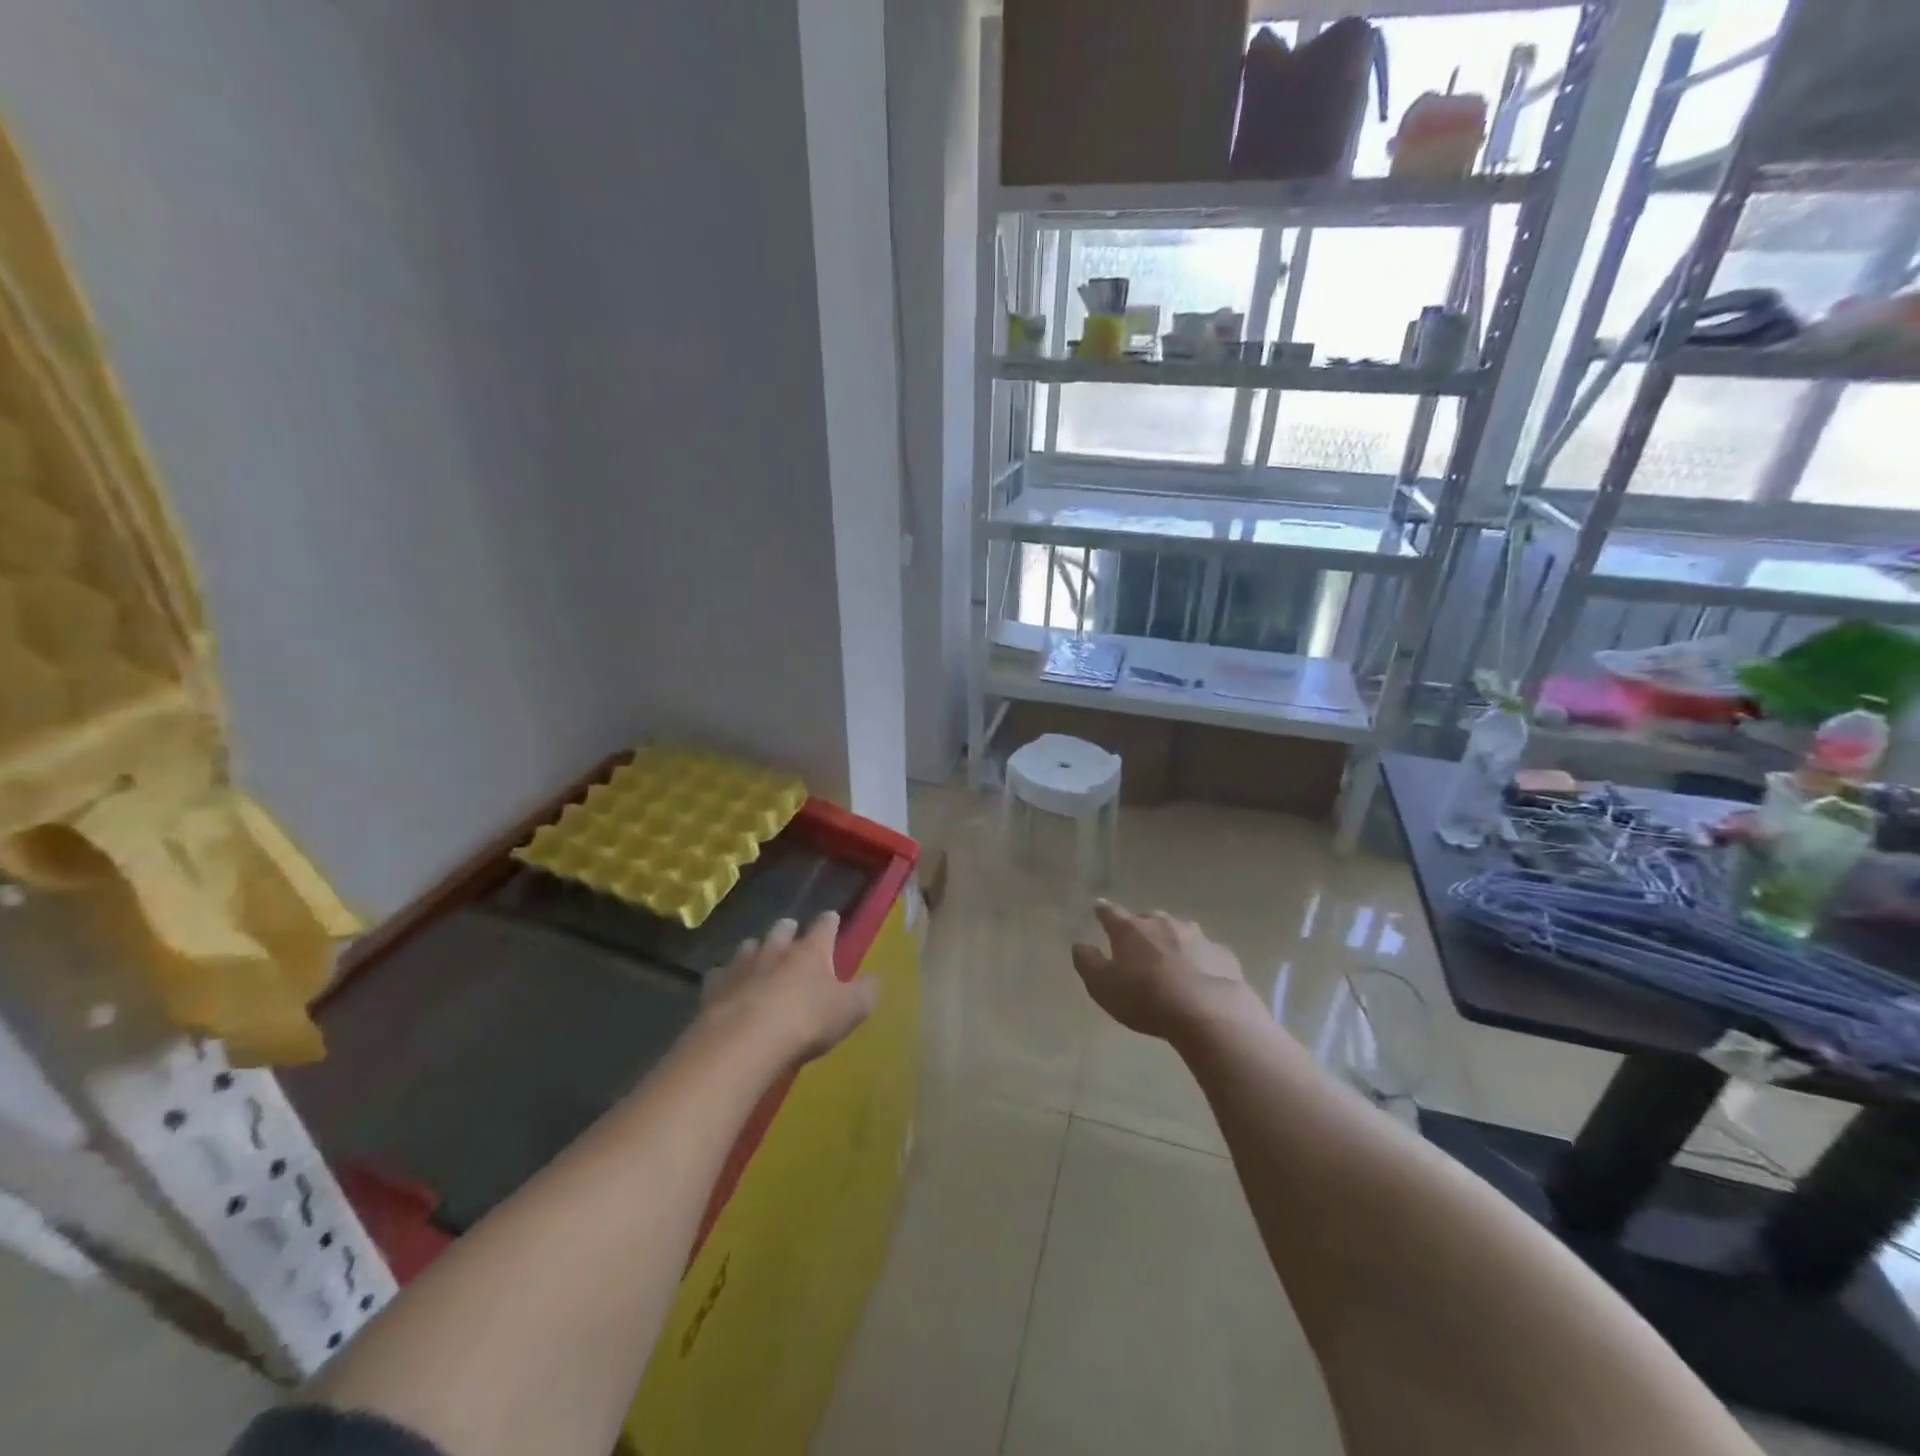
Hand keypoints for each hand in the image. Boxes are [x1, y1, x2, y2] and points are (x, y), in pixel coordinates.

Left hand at [703, 913, 877, 1063]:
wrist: (745, 1041)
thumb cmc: (806, 1021)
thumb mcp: (851, 1010)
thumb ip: (866, 992)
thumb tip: (874, 979)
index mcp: (812, 950)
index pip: (825, 926)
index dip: (830, 922)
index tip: (832, 918)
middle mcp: (776, 948)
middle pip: (782, 929)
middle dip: (788, 929)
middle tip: (791, 931)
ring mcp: (742, 965)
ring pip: (749, 947)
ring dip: (756, 950)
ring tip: (758, 956)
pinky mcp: (715, 987)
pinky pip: (720, 974)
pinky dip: (726, 977)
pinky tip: (727, 986)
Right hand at [1071, 900, 1260, 1041]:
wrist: (1207, 1011)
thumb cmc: (1145, 997)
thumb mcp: (1103, 986)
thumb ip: (1087, 963)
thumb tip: (1079, 945)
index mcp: (1130, 930)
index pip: (1110, 913)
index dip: (1103, 911)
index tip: (1099, 908)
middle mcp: (1162, 923)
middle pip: (1148, 919)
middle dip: (1142, 929)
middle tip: (1138, 946)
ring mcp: (1196, 936)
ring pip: (1179, 932)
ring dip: (1172, 942)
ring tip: (1171, 962)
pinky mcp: (1222, 953)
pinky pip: (1205, 953)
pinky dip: (1200, 960)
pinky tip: (1201, 979)